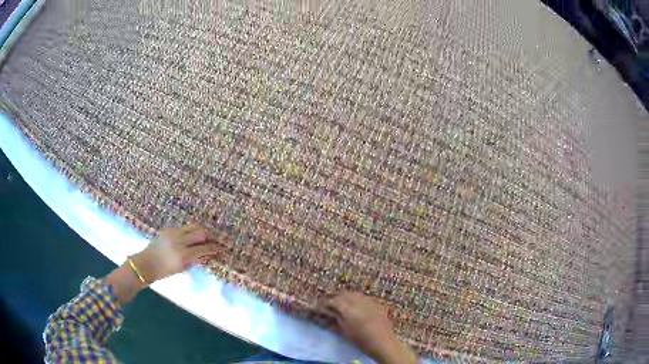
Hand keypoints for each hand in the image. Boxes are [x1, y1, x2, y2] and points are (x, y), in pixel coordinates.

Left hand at [132, 224, 220, 283]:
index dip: (213, 248)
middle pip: (200, 233)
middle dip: (210, 236)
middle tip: (216, 239)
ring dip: (201, 230)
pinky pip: (183, 228)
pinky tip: (192, 235)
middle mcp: (179, 241)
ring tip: (207, 234)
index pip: (203, 249)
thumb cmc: (165, 270)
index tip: (220, 249)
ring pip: (193, 227)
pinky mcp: (168, 229)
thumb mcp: (182, 268)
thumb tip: (205, 252)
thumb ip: (194, 259)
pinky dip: (190, 231)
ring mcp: (173, 233)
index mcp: (183, 255)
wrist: (147, 263)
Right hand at [321, 292, 417, 363]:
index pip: (332, 301)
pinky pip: (363, 297)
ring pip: (354, 293)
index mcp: (348, 309)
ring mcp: (369, 301)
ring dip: (346, 297)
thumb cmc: (361, 340)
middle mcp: (358, 301)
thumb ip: (335, 318)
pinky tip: (355, 305)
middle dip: (335, 298)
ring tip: (341, 303)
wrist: (382, 342)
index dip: (325, 303)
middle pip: (343, 294)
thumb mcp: (344, 330)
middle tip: (329, 304)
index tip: (319, 306)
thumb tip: (327, 312)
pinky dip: (357, 299)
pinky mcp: (377, 303)